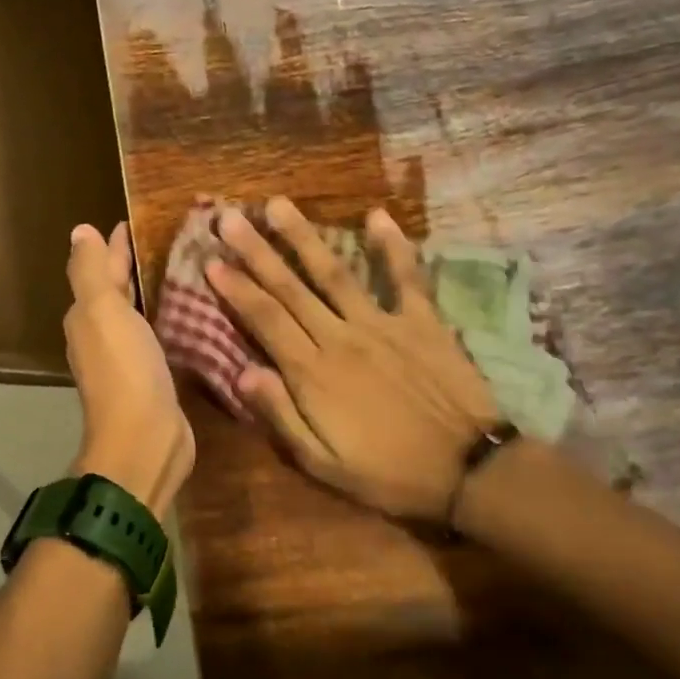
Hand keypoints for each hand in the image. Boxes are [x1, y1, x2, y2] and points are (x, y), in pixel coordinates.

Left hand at [64, 223, 194, 517]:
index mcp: (88, 317)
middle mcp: (103, 336)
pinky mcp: (156, 378)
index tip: (139, 219)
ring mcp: (129, 359)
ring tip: (188, 267)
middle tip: (171, 238)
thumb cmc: (124, 370)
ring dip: (155, 291)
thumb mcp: (102, 312)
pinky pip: (161, 337)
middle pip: (119, 291)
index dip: (116, 244)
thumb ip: (91, 271)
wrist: (145, 440)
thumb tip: (80, 231)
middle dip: (136, 265)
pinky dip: (171, 319)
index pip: (101, 269)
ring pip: (140, 314)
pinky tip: (194, 311)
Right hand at [206, 198, 498, 520]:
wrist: (469, 470)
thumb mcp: (323, 463)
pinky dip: (392, 246)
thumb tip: (242, 372)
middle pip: (289, 288)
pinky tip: (376, 216)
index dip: (235, 289)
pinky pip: (405, 277)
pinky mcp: (422, 321)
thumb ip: (281, 415)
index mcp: (313, 373)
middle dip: (255, 251)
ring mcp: (383, 324)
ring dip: (303, 237)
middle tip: (228, 217)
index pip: (264, 320)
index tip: (211, 260)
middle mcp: (341, 337)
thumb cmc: (388, 473)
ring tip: (278, 205)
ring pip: (334, 273)